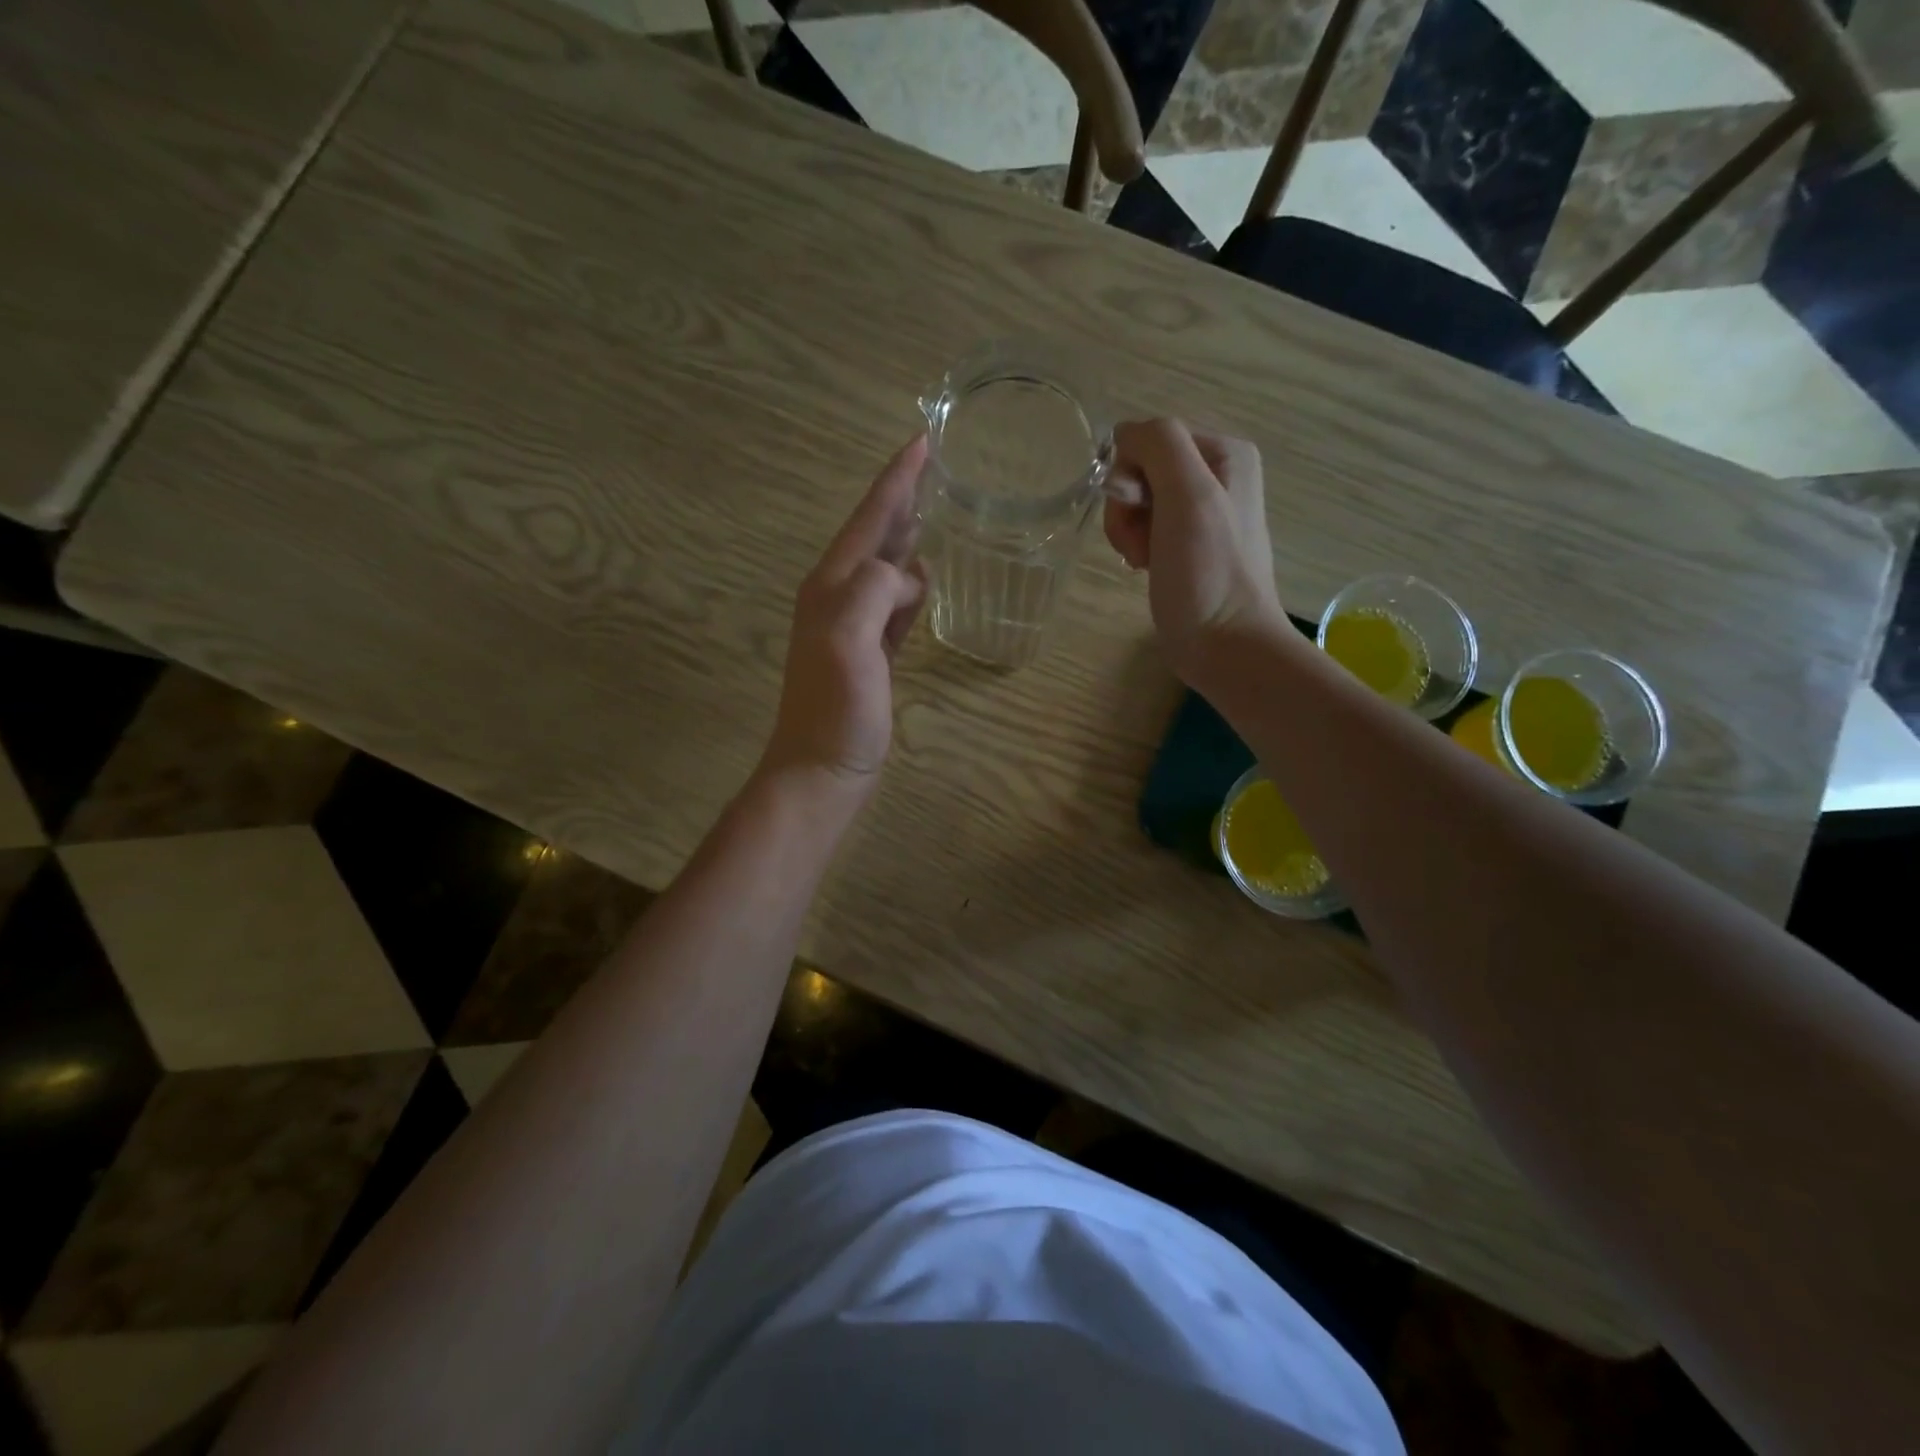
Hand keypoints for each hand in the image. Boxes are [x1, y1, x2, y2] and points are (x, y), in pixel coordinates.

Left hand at [759, 436, 928, 799]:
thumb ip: (875, 591)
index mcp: (832, 585)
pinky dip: (912, 587)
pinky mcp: (871, 655)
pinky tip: (928, 581)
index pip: (868, 518)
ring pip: (887, 569)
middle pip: (876, 535)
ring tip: (939, 512)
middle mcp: (840, 597)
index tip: (924, 439)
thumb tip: (908, 576)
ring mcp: (854, 626)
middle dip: (904, 499)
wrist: (821, 770)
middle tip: (937, 468)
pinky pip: (896, 607)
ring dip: (909, 539)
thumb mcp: (850, 640)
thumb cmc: (835, 708)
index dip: (896, 479)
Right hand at [1103, 419, 1284, 677]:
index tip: (1139, 514)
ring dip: (1128, 530)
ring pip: (1139, 500)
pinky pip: (1147, 526)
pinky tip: (1146, 567)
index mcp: (1225, 453)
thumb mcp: (1188, 496)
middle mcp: (1218, 475)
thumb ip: (1159, 445)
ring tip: (1144, 560)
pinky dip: (1137, 545)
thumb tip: (1123, 435)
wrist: (1225, 645)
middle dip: (1128, 507)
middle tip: (1141, 545)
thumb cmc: (1207, 573)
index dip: (1130, 475)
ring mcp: (1203, 512)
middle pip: (1142, 469)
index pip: (1149, 439)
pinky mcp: (1188, 545)